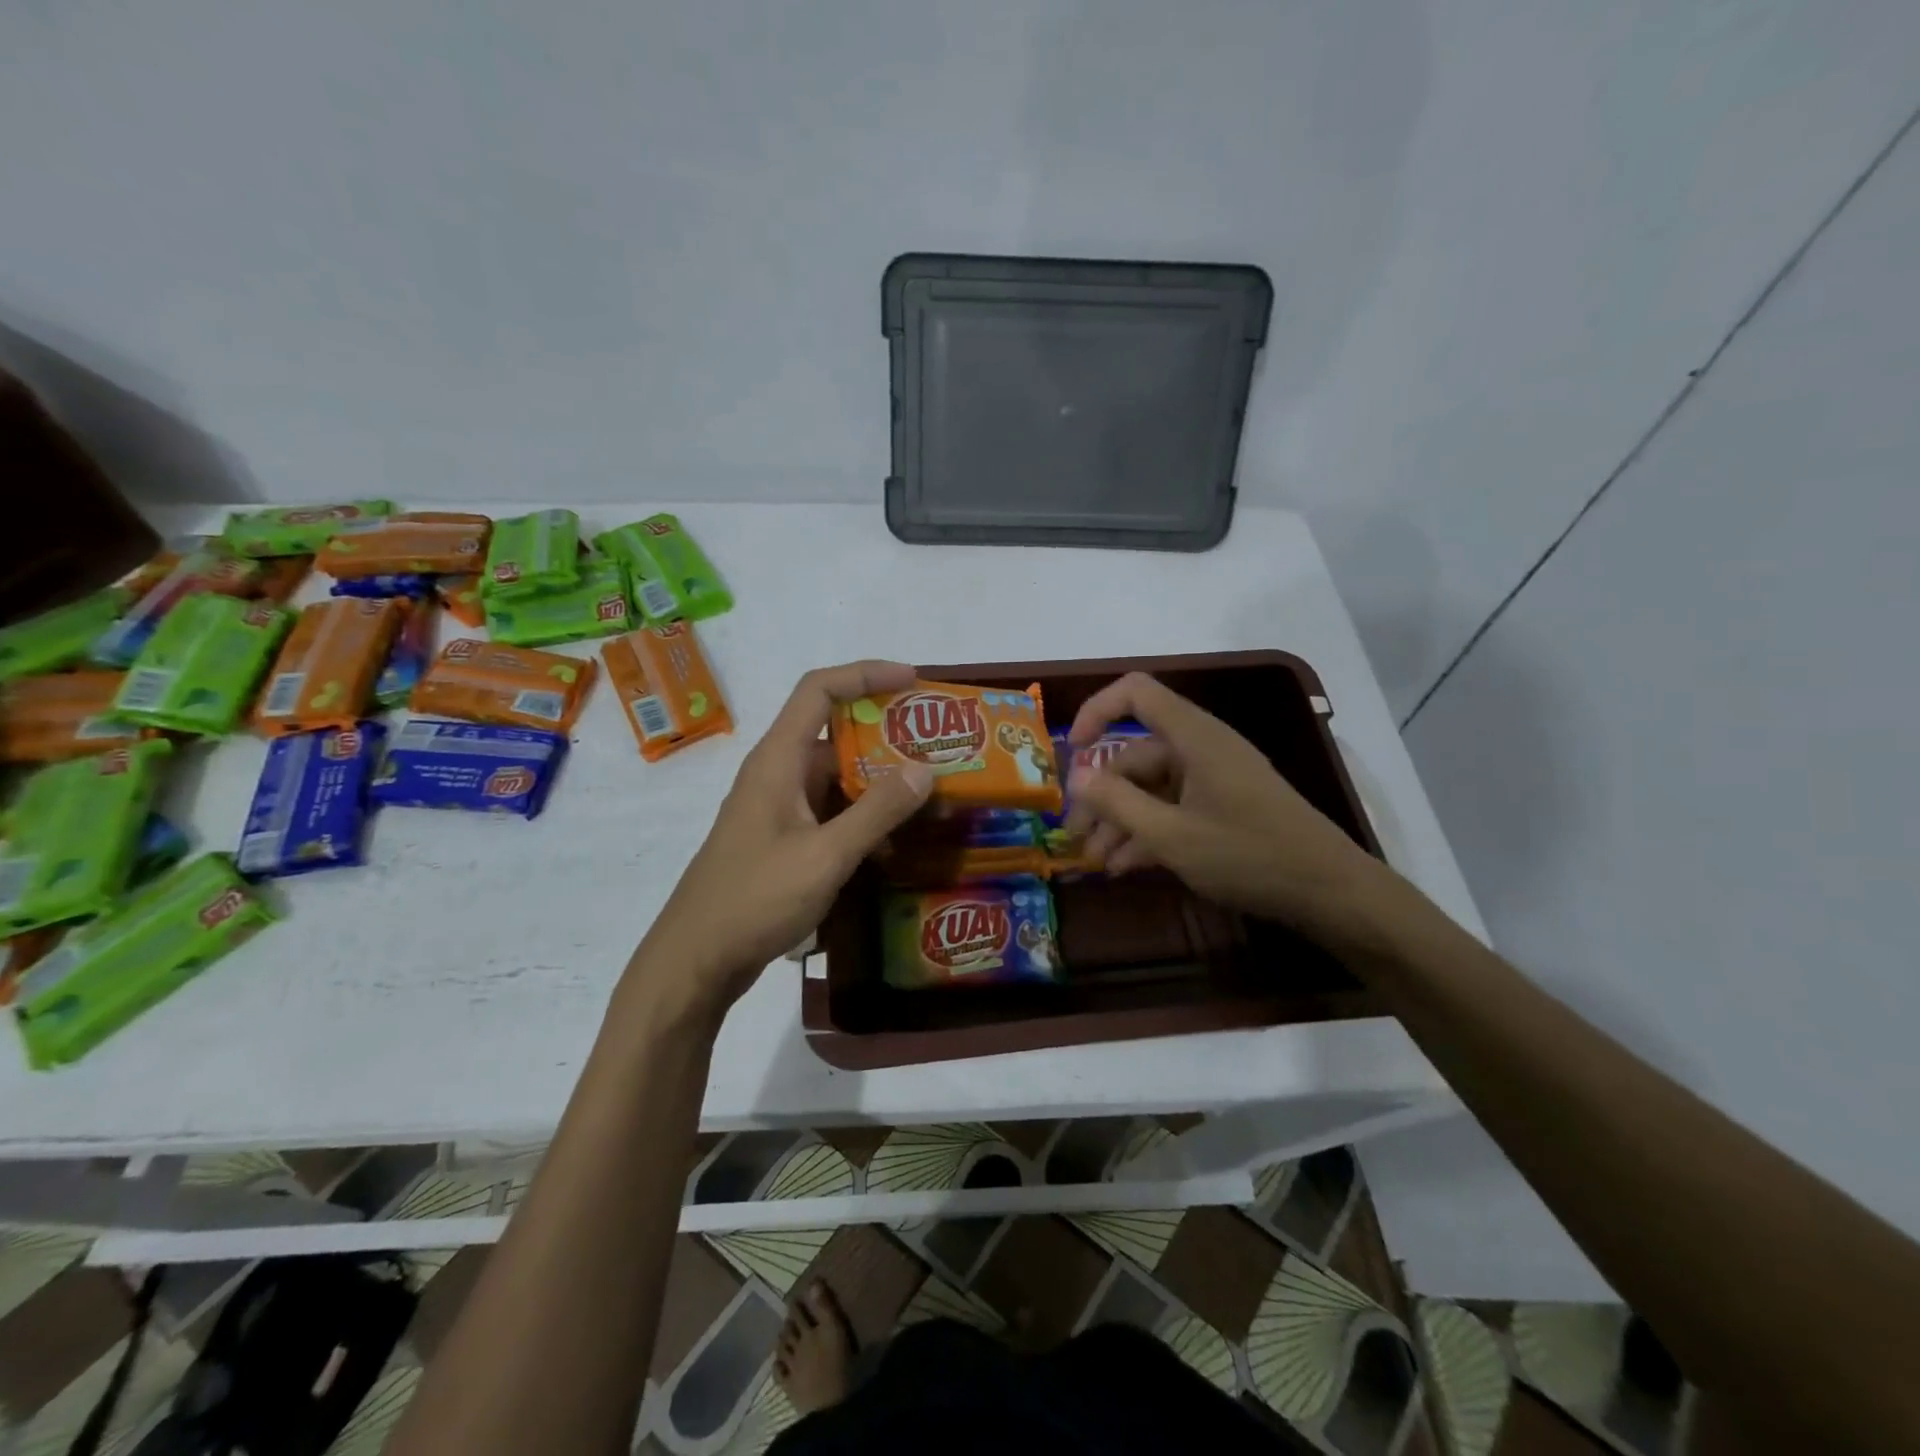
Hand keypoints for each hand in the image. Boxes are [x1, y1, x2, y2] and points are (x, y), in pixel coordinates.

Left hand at [627, 661, 932, 1021]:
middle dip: (886, 734)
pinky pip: (830, 811)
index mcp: (778, 760)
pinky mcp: (782, 840)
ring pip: (836, 776)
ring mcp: (778, 808)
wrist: (696, 961)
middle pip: (834, 732)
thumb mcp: (825, 856)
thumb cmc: (755, 900)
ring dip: (878, 780)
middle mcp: (777, 774)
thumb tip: (925, 770)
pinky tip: (896, 840)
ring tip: (929, 793)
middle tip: (937, 747)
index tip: (912, 681)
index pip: (819, 690)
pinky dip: (863, 815)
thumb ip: (877, 812)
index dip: (865, 674)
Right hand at [1064, 672, 1383, 929]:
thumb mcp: (1172, 835)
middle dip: (1101, 793)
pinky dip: (1147, 831)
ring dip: (1120, 820)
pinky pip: (1172, 808)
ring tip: (1095, 860)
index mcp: (1194, 737)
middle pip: (1135, 754)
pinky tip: (1124, 866)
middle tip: (1075, 834)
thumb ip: (1118, 803)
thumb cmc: (1249, 855)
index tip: (1072, 752)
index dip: (1096, 711)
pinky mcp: (1223, 807)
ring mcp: (1213, 779)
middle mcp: (1201, 749)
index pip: (1136, 693)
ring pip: (1151, 787)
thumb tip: (1075, 777)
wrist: (1330, 892)